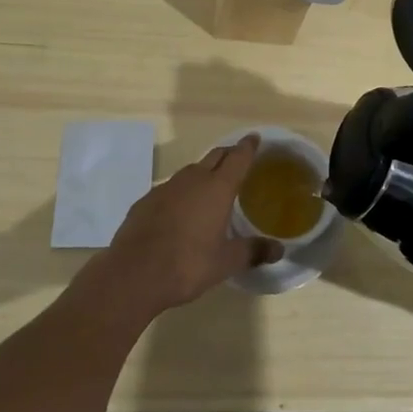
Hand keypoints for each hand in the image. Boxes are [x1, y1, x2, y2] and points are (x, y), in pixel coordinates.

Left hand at [98, 135, 282, 314]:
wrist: (133, 274)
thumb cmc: (187, 265)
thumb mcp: (225, 262)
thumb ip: (253, 252)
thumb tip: (279, 249)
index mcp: (217, 188)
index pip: (238, 158)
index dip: (248, 147)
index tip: (254, 137)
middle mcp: (193, 179)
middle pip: (215, 156)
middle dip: (228, 154)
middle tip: (238, 158)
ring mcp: (166, 187)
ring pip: (191, 171)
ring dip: (204, 172)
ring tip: (211, 186)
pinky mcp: (146, 200)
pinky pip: (171, 188)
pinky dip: (181, 192)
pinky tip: (180, 210)